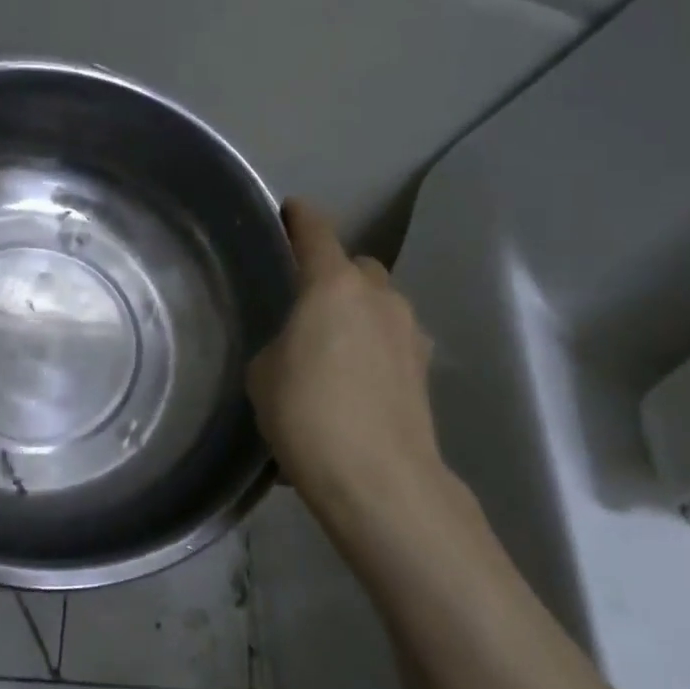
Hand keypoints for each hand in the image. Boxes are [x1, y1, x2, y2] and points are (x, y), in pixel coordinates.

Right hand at [247, 200, 464, 543]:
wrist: (378, 478)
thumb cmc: (307, 414)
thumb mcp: (265, 373)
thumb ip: (281, 343)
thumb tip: (300, 347)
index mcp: (333, 285)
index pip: (315, 232)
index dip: (299, 217)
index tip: (289, 210)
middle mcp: (379, 296)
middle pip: (356, 266)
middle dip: (334, 275)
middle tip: (308, 304)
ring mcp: (409, 331)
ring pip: (380, 304)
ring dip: (358, 314)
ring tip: (333, 350)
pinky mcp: (425, 368)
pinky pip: (393, 340)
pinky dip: (375, 348)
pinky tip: (357, 382)